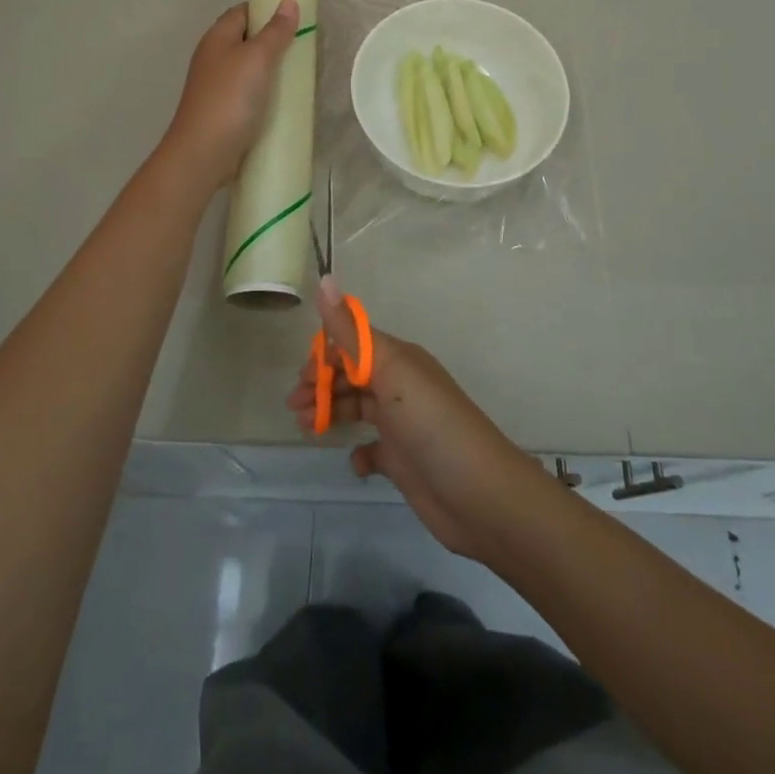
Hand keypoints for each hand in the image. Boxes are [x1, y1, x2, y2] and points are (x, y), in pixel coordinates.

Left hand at [162, 0, 299, 186]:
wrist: (203, 153)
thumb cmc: (229, 98)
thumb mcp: (256, 58)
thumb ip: (274, 31)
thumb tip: (288, 1)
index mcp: (217, 38)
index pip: (243, 12)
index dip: (267, 9)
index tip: (296, 16)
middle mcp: (214, 58)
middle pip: (247, 39)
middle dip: (275, 41)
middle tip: (306, 46)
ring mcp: (218, 86)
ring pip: (249, 68)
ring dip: (273, 69)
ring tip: (302, 72)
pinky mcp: (225, 110)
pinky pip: (250, 93)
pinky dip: (267, 93)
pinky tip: (285, 101)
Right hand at [289, 279, 547, 562]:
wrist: (479, 495)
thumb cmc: (431, 424)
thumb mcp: (390, 371)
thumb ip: (352, 332)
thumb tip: (325, 278)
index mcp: (399, 359)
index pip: (355, 343)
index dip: (326, 354)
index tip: (302, 375)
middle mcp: (400, 385)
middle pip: (352, 375)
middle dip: (322, 384)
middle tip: (294, 405)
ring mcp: (402, 424)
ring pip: (358, 408)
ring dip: (331, 412)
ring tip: (306, 427)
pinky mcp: (404, 461)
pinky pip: (372, 450)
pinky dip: (359, 453)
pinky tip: (356, 461)